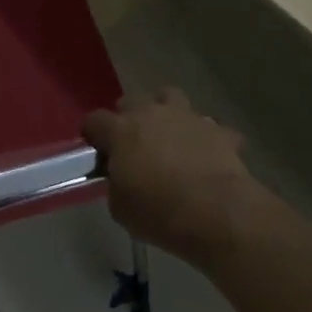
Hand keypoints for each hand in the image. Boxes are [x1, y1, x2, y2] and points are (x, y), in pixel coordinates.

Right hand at [83, 89, 253, 270]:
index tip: (97, 151)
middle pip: (131, 101)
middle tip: (132, 144)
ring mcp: (188, 117)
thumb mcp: (120, 207)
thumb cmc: (159, 212)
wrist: (217, 213)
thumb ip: (115, 184)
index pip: (95, 120)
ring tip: (168, 136)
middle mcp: (152, 114)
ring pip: (171, 97)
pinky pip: (209, 126)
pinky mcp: (219, 130)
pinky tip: (205, 155)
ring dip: (166, 112)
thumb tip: (122, 179)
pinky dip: (205, 137)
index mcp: (121, 131)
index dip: (93, 134)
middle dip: (128, 118)